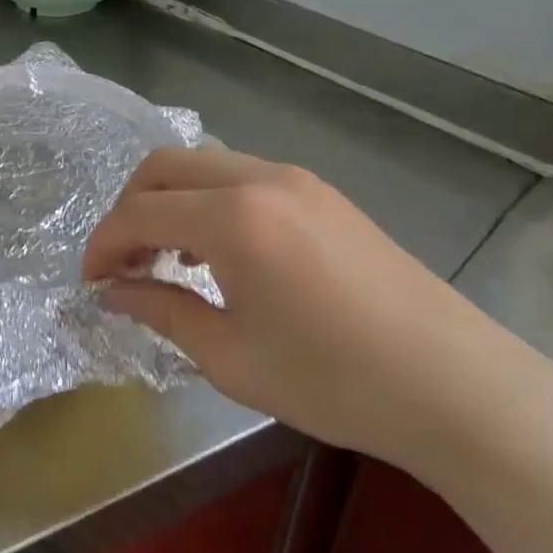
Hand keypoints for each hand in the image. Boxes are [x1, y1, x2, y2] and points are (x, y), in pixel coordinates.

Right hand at [83, 145, 547, 472]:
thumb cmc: (334, 381)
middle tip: (124, 265)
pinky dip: (209, 201)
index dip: (102, 246)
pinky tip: (219, 252)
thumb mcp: (229, 356)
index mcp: (233, 218)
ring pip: (202, 165)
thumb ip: (160, 311)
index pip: (138, 213)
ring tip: (168, 259)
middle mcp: (260, 179)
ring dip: (169, 202)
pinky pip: (241, 176)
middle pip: (163, 167)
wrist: (460, 388)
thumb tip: (113, 293)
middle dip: (129, 211)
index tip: (92, 284)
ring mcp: (297, 180)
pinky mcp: (323, 193)